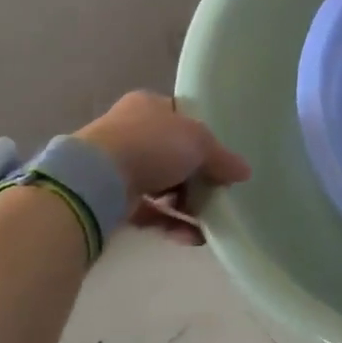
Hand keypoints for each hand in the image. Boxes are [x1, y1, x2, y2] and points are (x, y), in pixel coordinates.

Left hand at [77, 91, 250, 244]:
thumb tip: (244, 172)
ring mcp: (118, 165)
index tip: (221, 159)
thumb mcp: (199, 142)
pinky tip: (194, 237)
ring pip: (161, 185)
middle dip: (197, 177)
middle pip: (173, 154)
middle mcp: (130, 131)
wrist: (97, 179)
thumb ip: (223, 158)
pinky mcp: (111, 198)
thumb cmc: (152, 144)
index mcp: (148, 106)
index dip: (204, 137)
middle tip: (218, 192)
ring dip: (186, 204)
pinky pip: (148, 211)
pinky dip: (171, 223)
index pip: (182, 118)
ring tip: (209, 220)